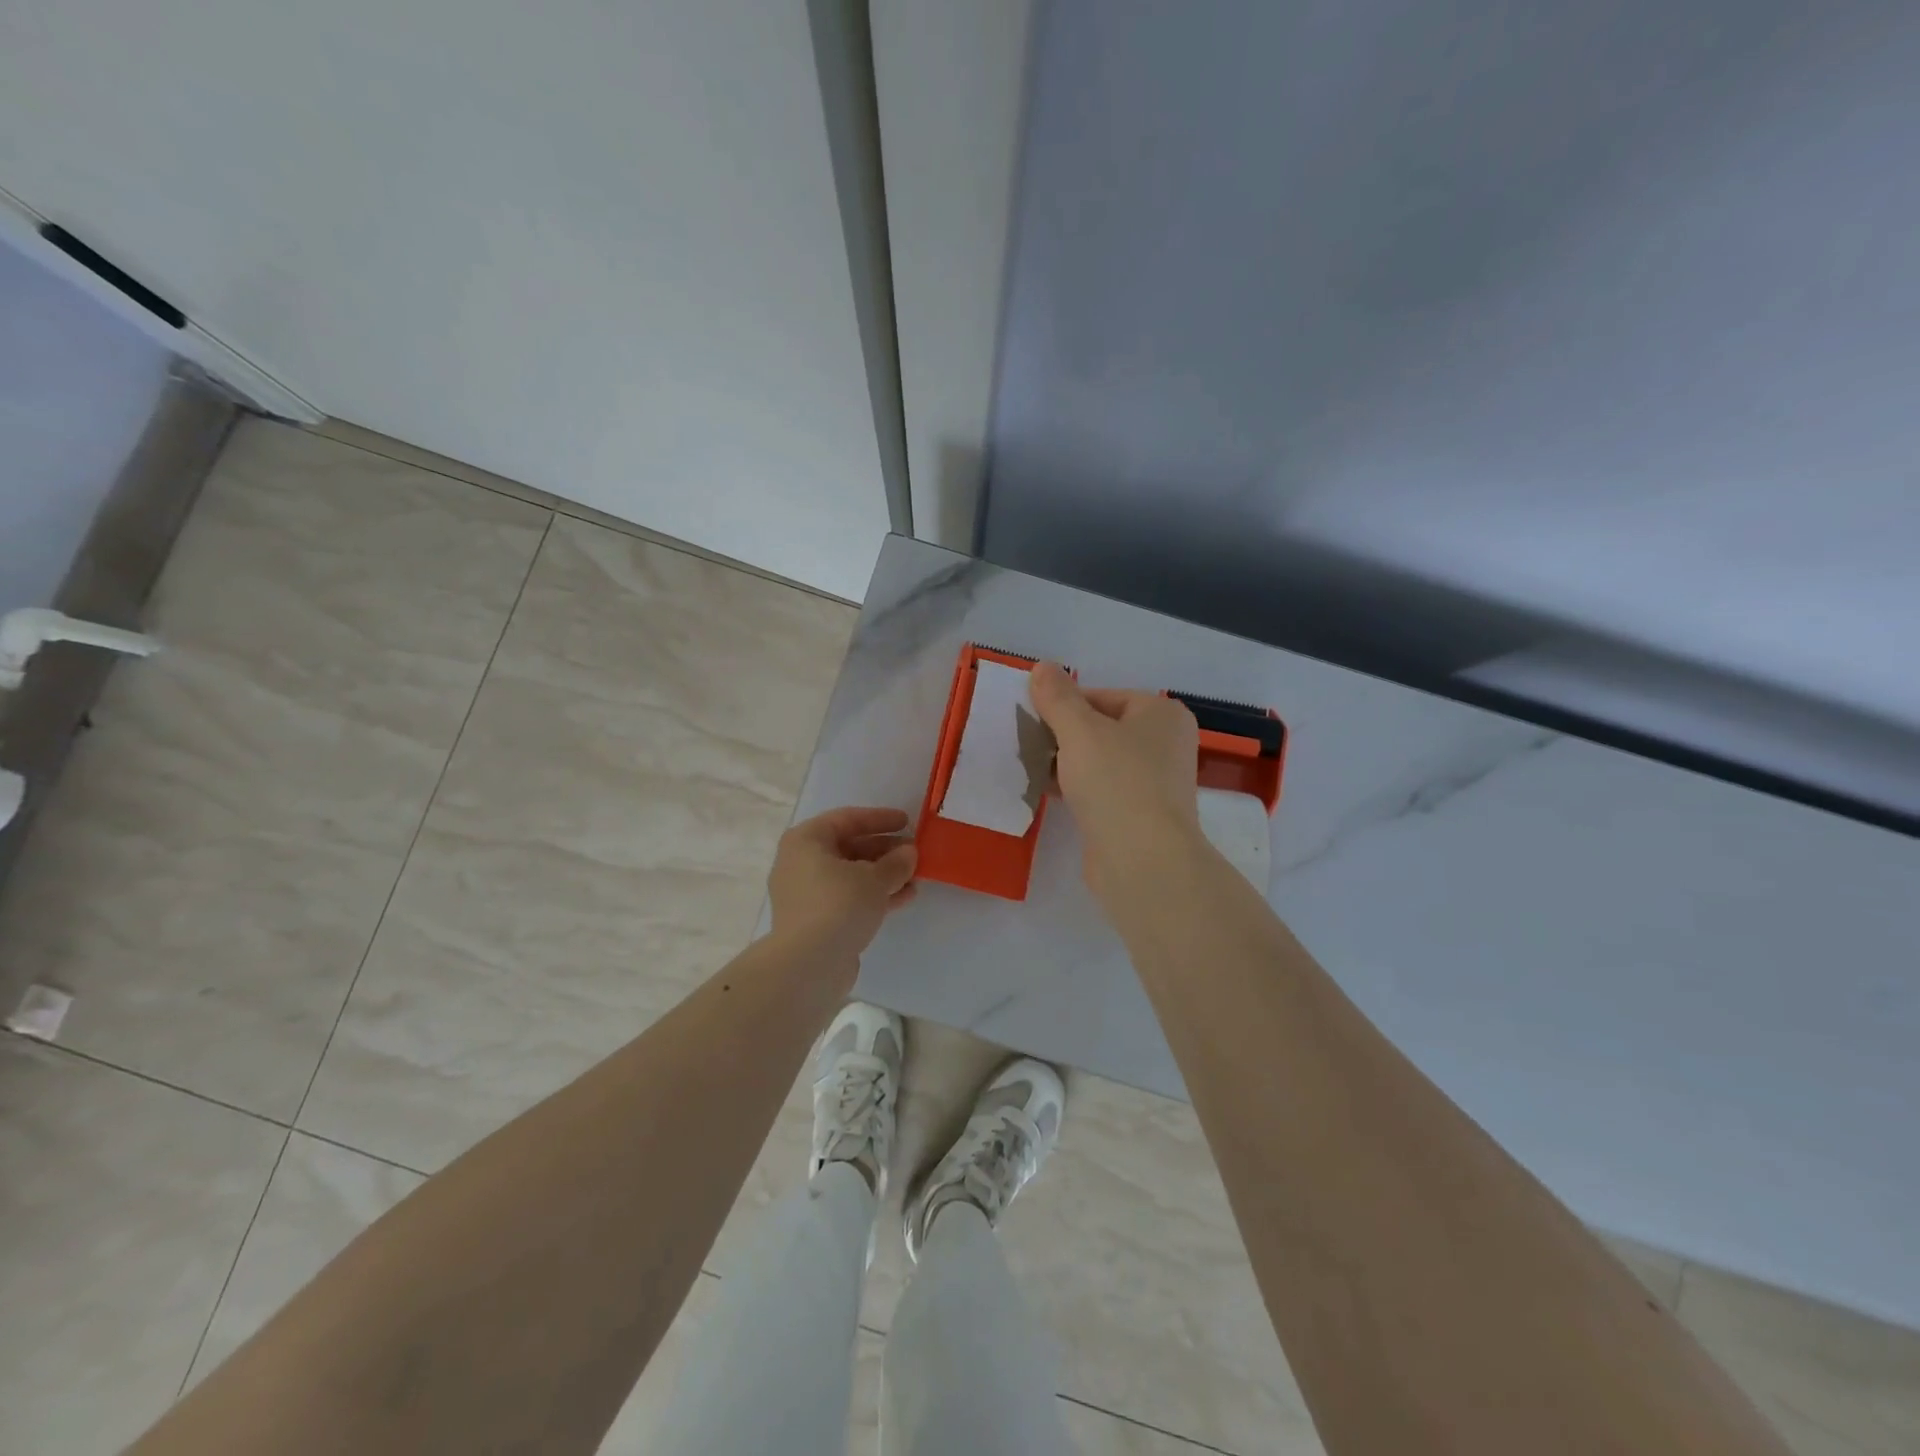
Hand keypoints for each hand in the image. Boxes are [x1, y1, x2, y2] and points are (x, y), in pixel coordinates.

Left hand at [767, 806, 917, 971]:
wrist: (809, 964)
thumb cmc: (838, 905)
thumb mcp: (874, 878)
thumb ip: (896, 862)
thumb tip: (909, 853)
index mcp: (806, 840)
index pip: (847, 819)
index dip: (880, 819)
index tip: (908, 821)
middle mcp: (800, 862)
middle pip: (848, 848)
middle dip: (884, 850)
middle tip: (914, 852)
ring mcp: (806, 894)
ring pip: (850, 875)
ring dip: (883, 875)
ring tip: (915, 877)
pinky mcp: (815, 920)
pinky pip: (848, 898)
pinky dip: (873, 895)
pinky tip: (903, 898)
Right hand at [1028, 661, 1202, 901]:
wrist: (1143, 861)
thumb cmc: (1117, 782)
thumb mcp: (1080, 731)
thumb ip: (1058, 698)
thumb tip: (1042, 667)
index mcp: (1160, 714)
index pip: (1102, 696)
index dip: (1063, 704)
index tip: (1030, 718)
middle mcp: (1164, 744)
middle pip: (1100, 728)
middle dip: (1061, 735)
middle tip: (1024, 743)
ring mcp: (1154, 782)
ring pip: (1098, 761)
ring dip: (1064, 762)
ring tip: (1028, 767)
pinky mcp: (1139, 815)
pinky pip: (1101, 790)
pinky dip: (1075, 788)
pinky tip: (1045, 792)